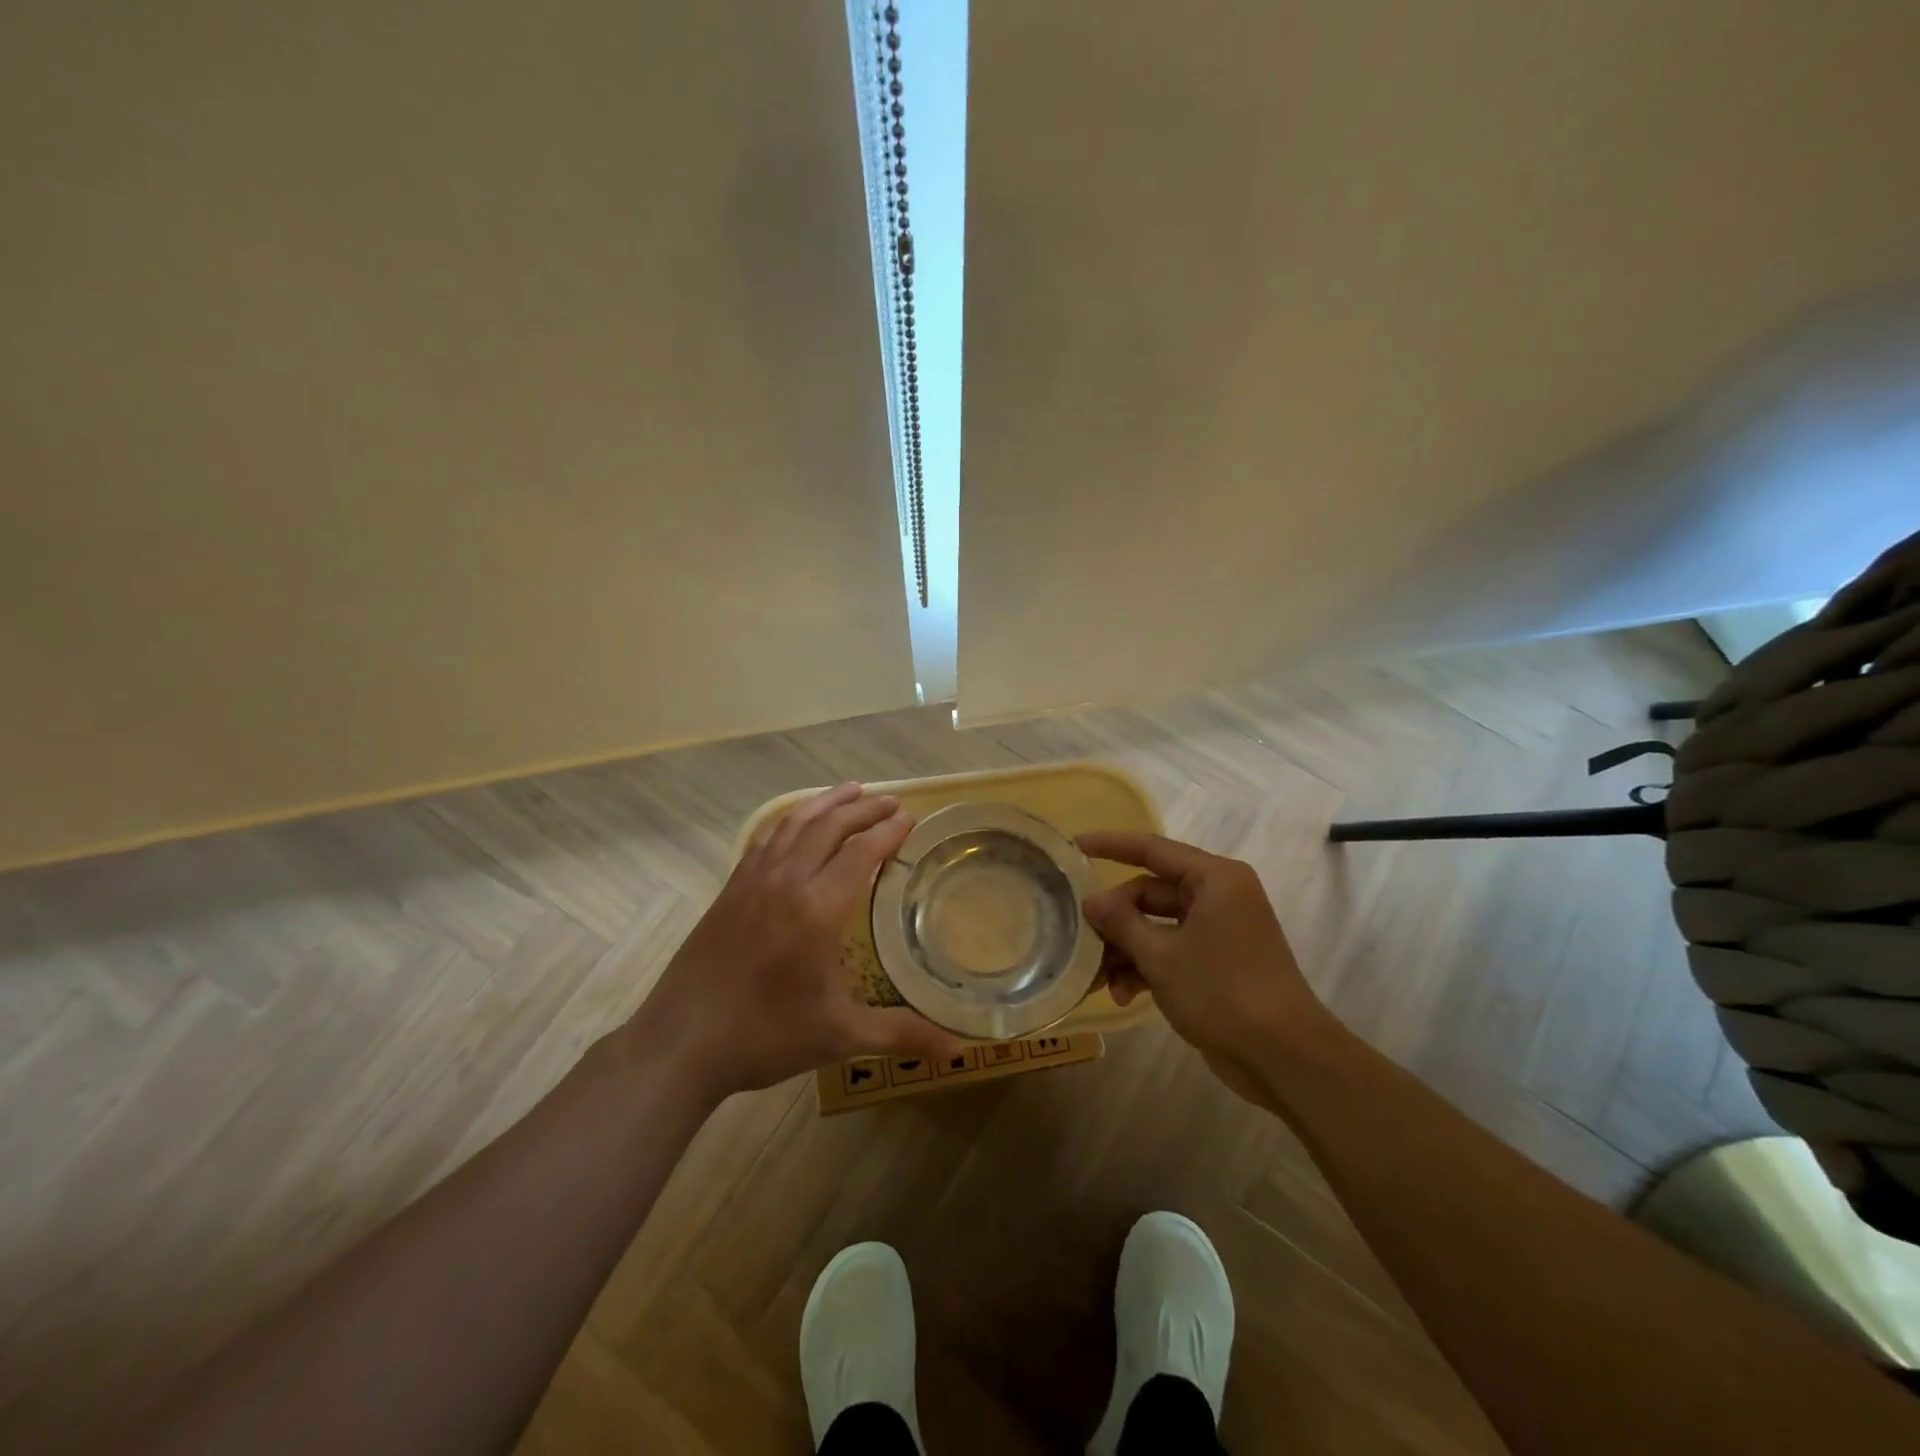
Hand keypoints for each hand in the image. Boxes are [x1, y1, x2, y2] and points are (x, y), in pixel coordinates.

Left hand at [627, 783, 965, 1100]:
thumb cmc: (766, 1036)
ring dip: (827, 803)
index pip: (862, 852)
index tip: (910, 819)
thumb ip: (902, 1033)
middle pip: (830, 826)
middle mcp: (787, 881)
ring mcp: (753, 880)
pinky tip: (796, 822)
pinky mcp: (729, 889)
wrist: (681, 1043)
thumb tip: (960, 1050)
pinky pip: (766, 838)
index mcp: (818, 908)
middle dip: (864, 809)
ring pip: (794, 823)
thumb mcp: (841, 1036)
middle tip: (891, 802)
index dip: (889, 832)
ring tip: (851, 790)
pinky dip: (789, 819)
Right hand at [1077, 831, 1341, 1099]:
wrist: (1284, 1056)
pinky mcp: (1218, 962)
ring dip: (1127, 949)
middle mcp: (1218, 896)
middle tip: (1082, 938)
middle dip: (1115, 919)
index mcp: (1214, 879)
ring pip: (1157, 925)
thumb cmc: (1223, 991)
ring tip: (1098, 979)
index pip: (1152, 849)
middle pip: (1150, 892)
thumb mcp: (1162, 955)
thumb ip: (1121, 922)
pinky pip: (1172, 950)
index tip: (1074, 844)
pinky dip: (1147, 967)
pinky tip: (1123, 994)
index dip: (1110, 845)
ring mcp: (1219, 930)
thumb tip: (1091, 900)